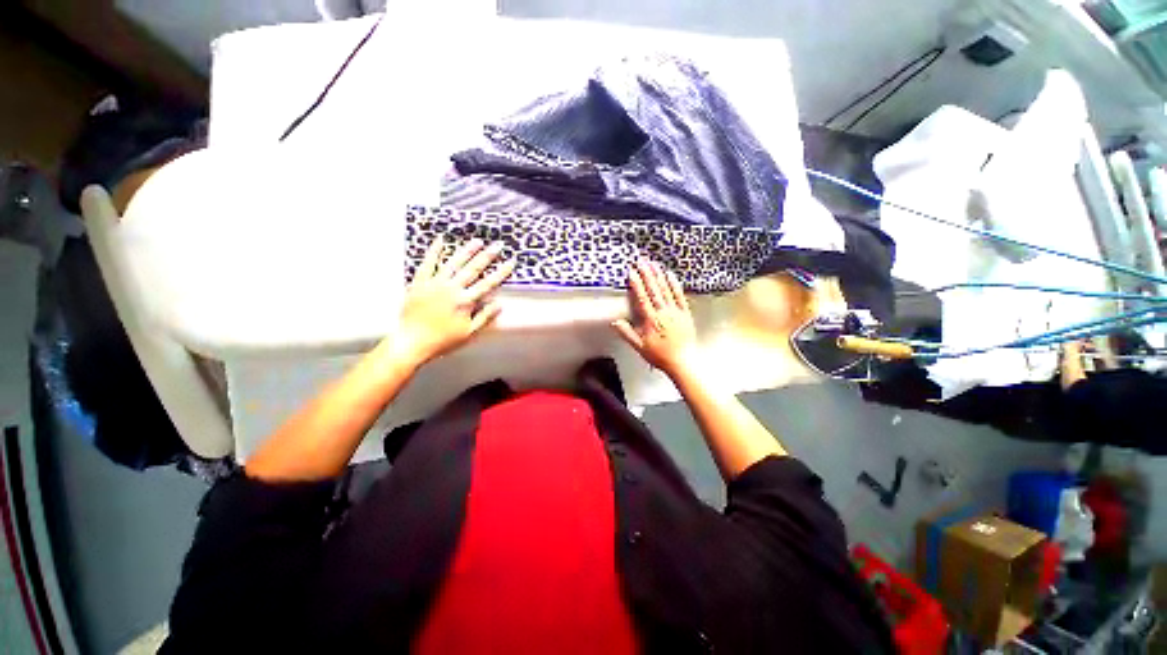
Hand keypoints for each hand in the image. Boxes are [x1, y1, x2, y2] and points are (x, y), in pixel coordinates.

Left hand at [393, 237, 514, 367]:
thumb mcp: (469, 333)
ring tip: (477, 241)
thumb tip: (499, 304)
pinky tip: (440, 240)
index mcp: (465, 301)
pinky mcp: (419, 283)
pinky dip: (434, 251)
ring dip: (466, 251)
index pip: (488, 284)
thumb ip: (485, 317)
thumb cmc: (443, 340)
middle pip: (473, 269)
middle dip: (487, 256)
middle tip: (497, 245)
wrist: (411, 341)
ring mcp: (434, 284)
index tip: (511, 262)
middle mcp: (452, 289)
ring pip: (453, 263)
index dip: (501, 272)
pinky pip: (427, 264)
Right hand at [612, 260, 700, 379]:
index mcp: (651, 321)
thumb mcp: (640, 347)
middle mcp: (663, 313)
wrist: (683, 361)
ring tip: (653, 263)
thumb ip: (627, 334)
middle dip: (647, 274)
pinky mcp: (685, 313)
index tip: (631, 272)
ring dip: (659, 276)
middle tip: (641, 260)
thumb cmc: (660, 356)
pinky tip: (670, 275)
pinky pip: (680, 296)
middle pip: (654, 290)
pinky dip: (675, 285)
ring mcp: (675, 312)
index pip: (642, 299)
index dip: (636, 284)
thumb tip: (615, 322)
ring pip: (666, 290)